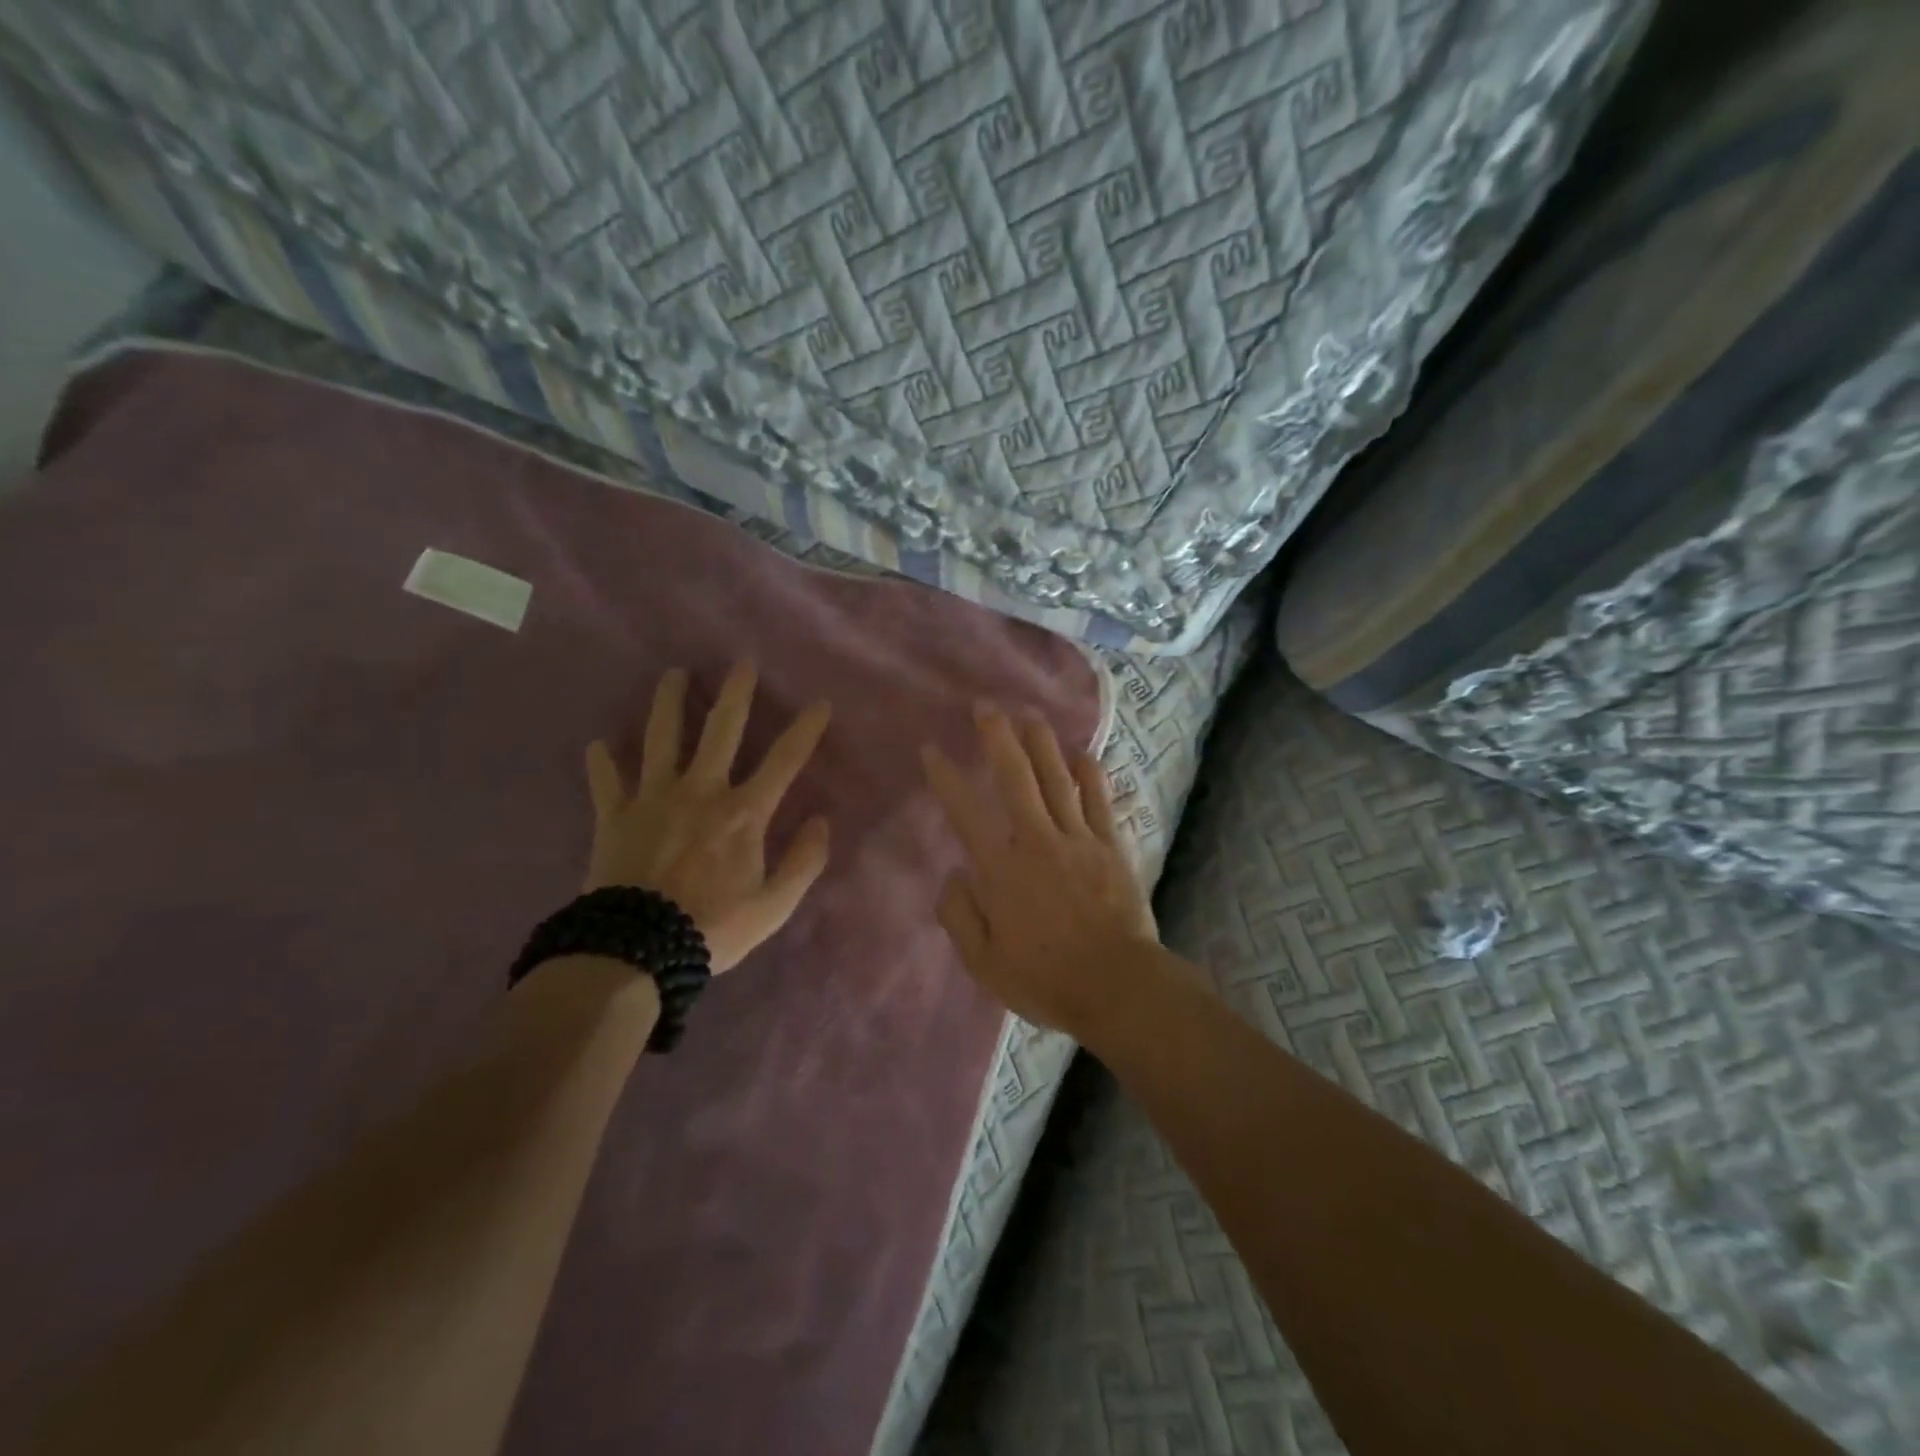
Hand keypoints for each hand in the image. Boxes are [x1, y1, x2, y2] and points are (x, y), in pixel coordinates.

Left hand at [584, 662, 831, 972]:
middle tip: (741, 662)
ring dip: (669, 703)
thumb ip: (804, 861)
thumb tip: (822, 822)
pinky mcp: (615, 816)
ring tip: (673, 676)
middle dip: (736, 693)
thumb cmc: (713, 928)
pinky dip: (602, 763)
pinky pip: (606, 782)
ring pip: (662, 738)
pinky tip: (598, 745)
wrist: (637, 950)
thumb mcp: (774, 906)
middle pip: (721, 730)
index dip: (805, 731)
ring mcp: (654, 798)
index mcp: (743, 812)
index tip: (820, 704)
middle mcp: (701, 790)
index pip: (784, 761)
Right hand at [921, 706, 1157, 1036]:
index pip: (966, 812)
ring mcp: (1078, 838)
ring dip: (1041, 743)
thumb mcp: (984, 963)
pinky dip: (1091, 773)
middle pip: (1016, 777)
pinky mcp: (1111, 845)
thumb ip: (960, 916)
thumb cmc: (1045, 979)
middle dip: (998, 738)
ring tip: (1029, 715)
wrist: (1117, 986)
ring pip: (1057, 778)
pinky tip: (1083, 753)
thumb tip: (954, 875)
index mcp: (1002, 869)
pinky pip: (1099, 799)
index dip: (946, 777)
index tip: (932, 750)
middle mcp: (1037, 841)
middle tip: (985, 708)